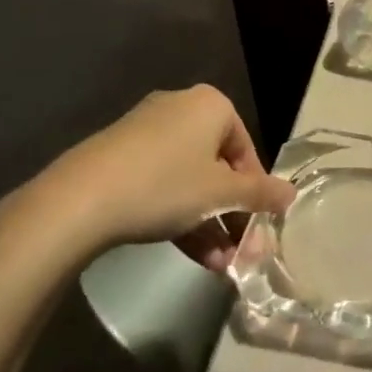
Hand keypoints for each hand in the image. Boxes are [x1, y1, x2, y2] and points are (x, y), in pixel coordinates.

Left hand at [0, 85, 295, 274]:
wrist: (79, 199)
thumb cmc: (164, 185)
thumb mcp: (220, 194)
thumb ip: (259, 194)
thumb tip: (291, 193)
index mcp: (211, 105)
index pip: (246, 149)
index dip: (255, 192)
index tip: (257, 229)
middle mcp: (181, 108)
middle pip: (218, 166)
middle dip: (231, 215)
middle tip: (240, 252)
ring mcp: (147, 131)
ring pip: (190, 179)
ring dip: (208, 223)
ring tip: (218, 266)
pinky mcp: (121, 155)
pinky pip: (162, 182)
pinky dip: (178, 214)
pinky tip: (189, 253)